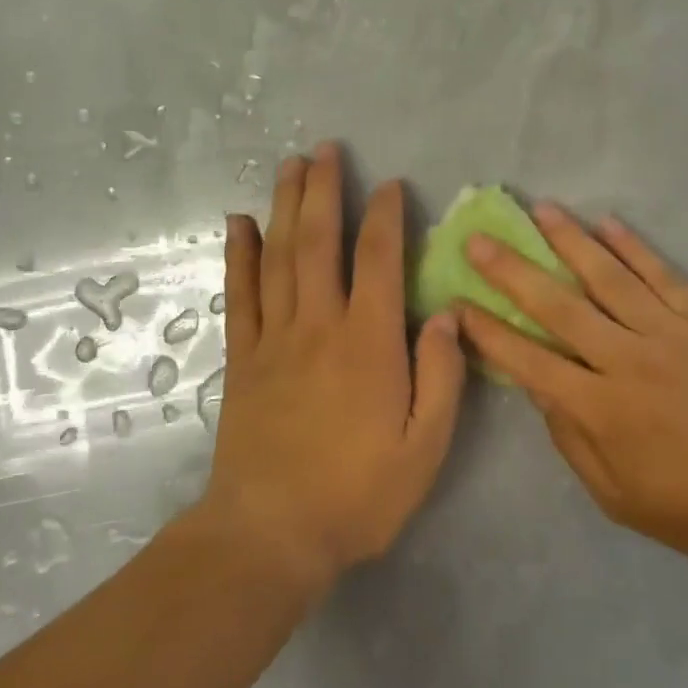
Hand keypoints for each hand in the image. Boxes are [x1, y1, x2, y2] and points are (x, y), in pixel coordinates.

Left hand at [202, 145, 465, 585]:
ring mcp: (274, 340)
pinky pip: (240, 295)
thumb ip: (441, 376)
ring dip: (286, 206)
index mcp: (369, 344)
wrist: (270, 537)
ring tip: (290, 165)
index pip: (379, 261)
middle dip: (325, 191)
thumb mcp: (425, 447)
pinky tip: (239, 222)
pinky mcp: (243, 360)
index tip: (390, 184)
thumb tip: (449, 315)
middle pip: (320, 243)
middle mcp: (319, 326)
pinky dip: (239, 255)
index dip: (385, 216)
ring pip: (280, 257)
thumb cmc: (358, 494)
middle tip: (326, 149)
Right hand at [458, 205, 687, 563]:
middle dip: (513, 272)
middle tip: (481, 240)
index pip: (530, 361)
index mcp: (601, 409)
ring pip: (609, 277)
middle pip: (559, 307)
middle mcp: (627, 360)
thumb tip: (539, 388)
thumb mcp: (616, 496)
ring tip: (541, 210)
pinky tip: (608, 223)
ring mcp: (668, 333)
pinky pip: (663, 275)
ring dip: (570, 241)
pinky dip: (634, 247)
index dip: (490, 333)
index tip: (458, 304)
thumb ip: (572, 439)